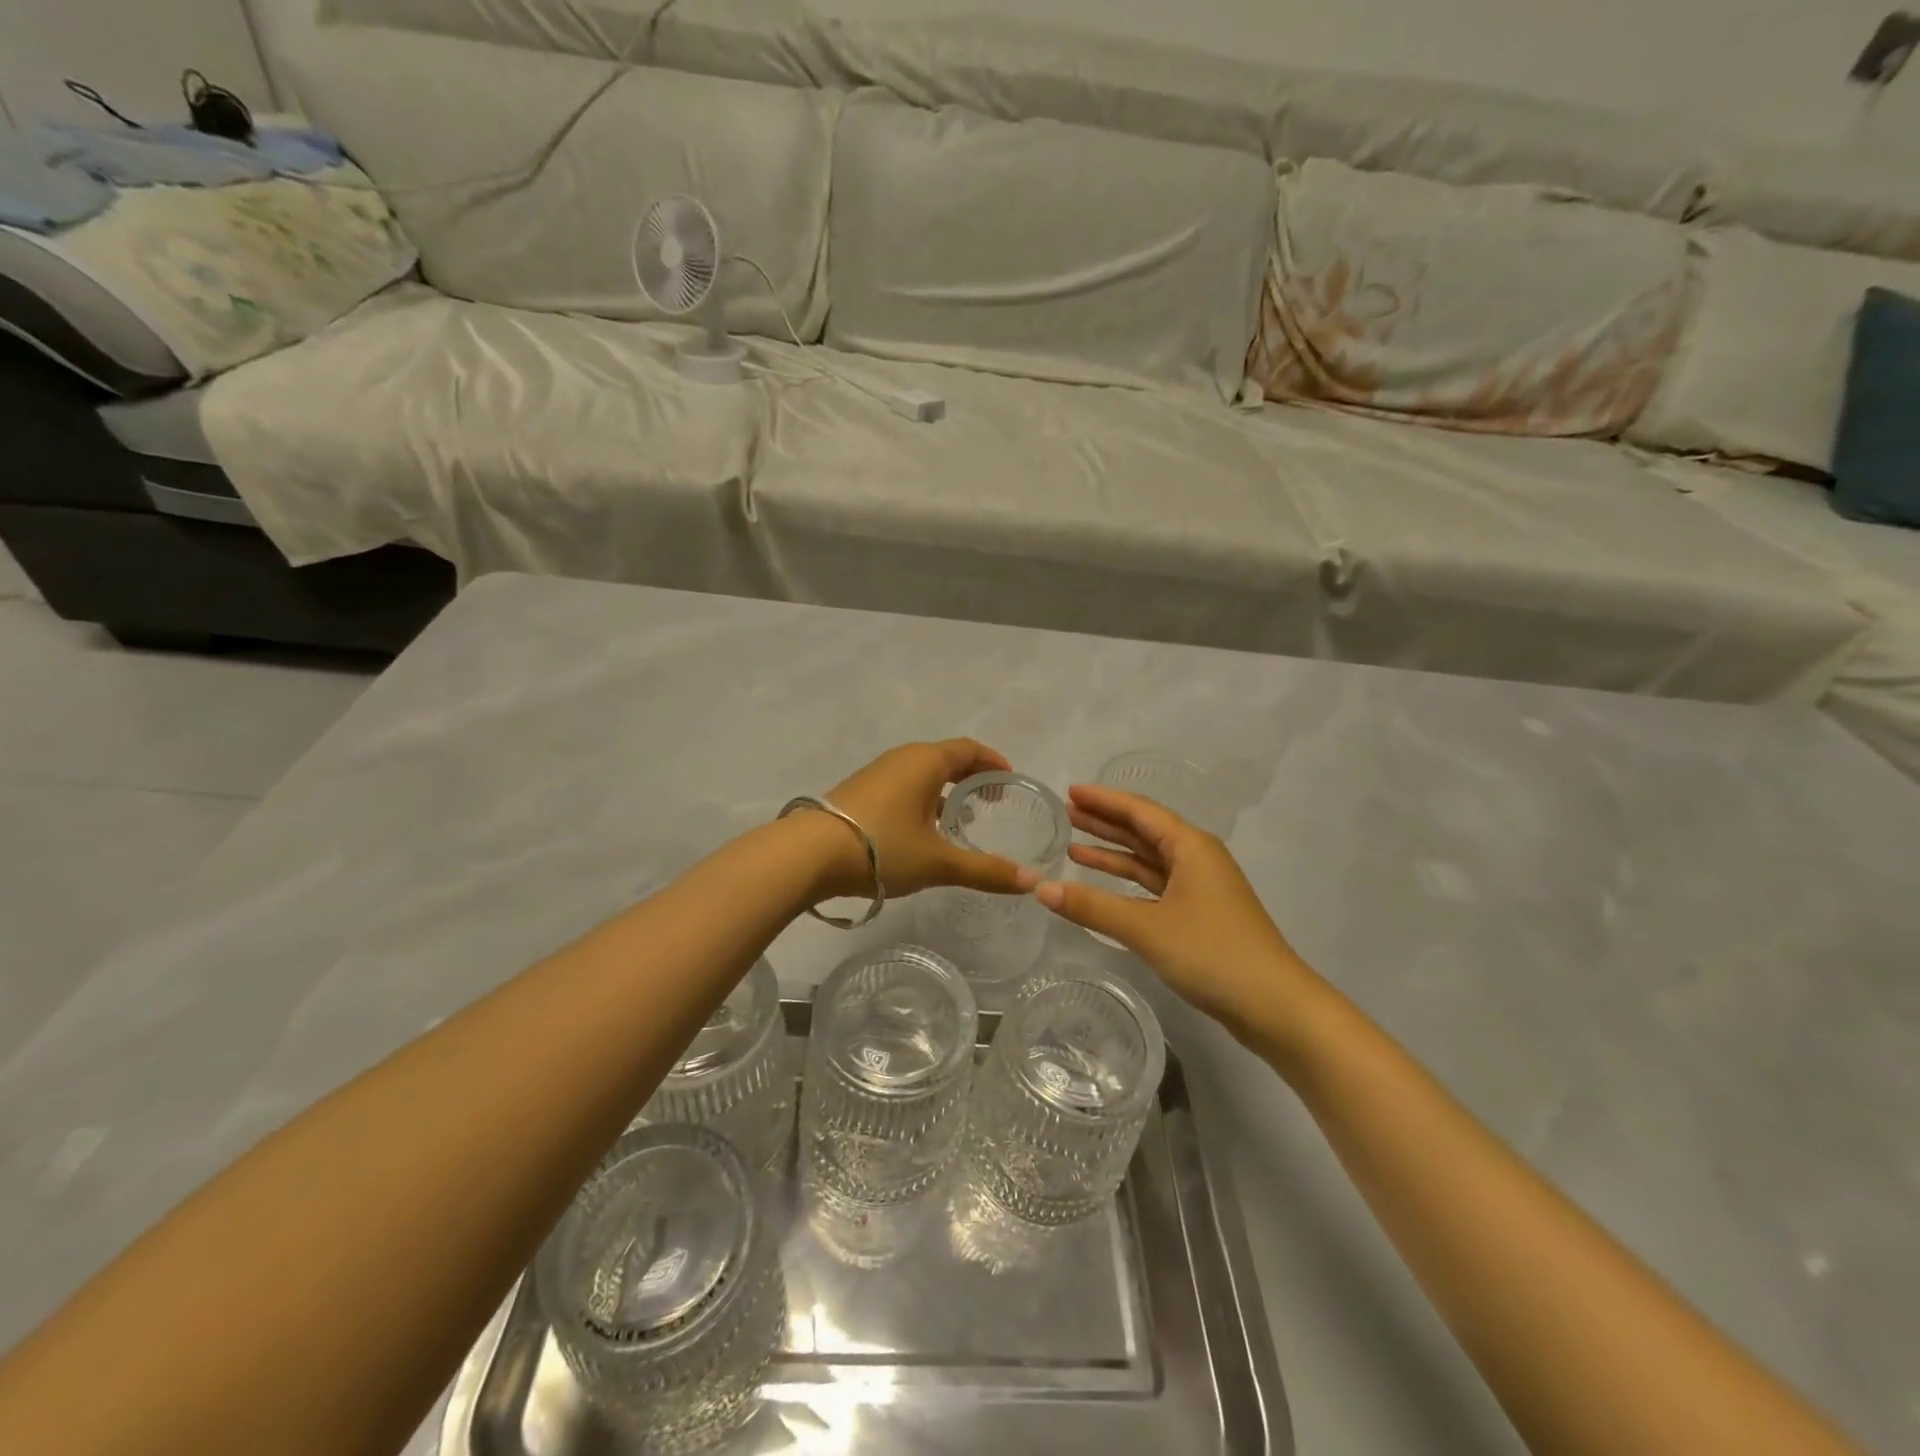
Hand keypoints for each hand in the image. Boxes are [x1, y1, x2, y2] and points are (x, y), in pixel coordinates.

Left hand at [818, 740, 1039, 898]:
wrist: (809, 854)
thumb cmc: (883, 847)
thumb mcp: (938, 862)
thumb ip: (986, 870)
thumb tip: (1031, 881)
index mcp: (926, 761)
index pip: (969, 749)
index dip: (993, 762)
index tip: (1009, 779)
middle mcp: (902, 758)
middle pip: (945, 758)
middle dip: (970, 777)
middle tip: (991, 802)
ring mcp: (876, 774)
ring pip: (921, 774)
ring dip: (944, 790)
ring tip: (959, 820)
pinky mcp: (859, 792)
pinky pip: (902, 786)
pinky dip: (921, 799)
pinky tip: (921, 831)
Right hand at [1035, 785, 1320, 1041]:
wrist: (1275, 1006)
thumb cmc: (1212, 953)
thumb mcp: (1146, 927)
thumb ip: (1092, 906)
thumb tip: (1041, 888)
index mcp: (1191, 846)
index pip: (1139, 811)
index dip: (1103, 800)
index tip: (1069, 792)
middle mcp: (1197, 858)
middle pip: (1144, 831)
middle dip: (1105, 822)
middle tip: (1066, 813)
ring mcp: (1200, 888)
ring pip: (1149, 861)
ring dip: (1114, 853)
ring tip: (1073, 846)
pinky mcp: (1200, 915)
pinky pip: (1155, 886)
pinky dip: (1128, 883)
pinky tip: (1104, 887)